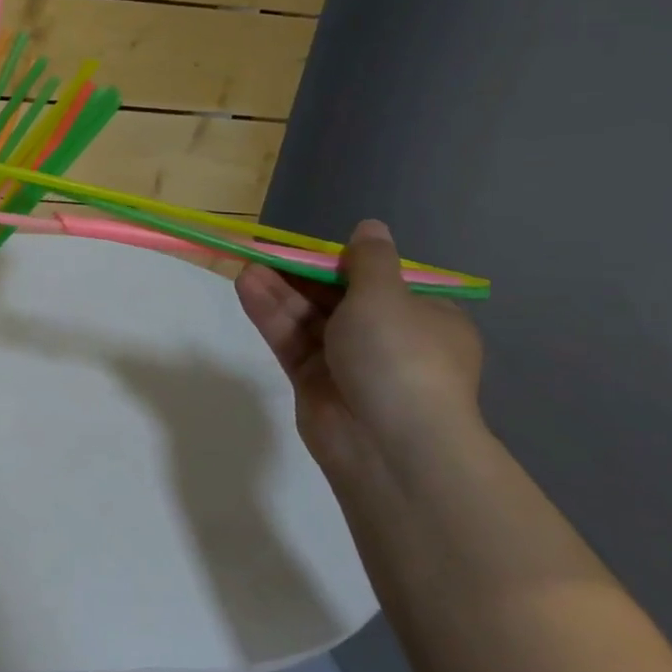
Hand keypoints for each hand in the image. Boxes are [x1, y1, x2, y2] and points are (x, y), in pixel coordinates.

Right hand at [236, 220, 484, 483]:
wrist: (390, 443)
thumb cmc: (400, 356)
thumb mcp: (387, 295)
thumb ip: (368, 260)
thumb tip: (370, 227)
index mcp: (424, 317)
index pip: (382, 281)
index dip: (344, 262)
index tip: (310, 248)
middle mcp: (388, 338)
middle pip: (338, 298)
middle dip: (302, 275)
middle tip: (265, 251)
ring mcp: (349, 362)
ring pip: (309, 319)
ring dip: (280, 292)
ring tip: (246, 265)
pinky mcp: (314, 382)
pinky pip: (292, 341)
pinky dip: (272, 315)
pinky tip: (247, 287)